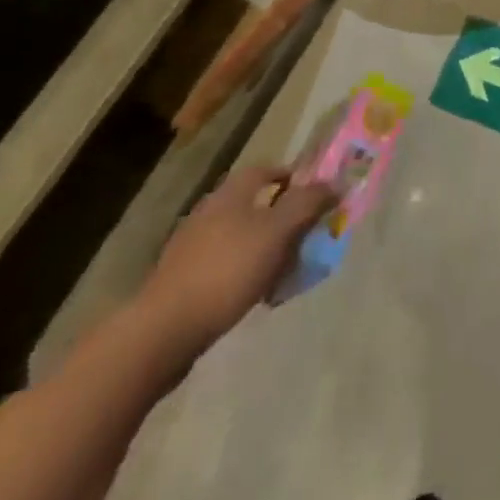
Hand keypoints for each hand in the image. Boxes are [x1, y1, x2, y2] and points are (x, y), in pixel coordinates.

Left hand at [135, 166, 337, 364]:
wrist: (164, 330)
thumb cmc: (228, 270)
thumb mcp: (278, 232)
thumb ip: (308, 204)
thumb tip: (335, 182)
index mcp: (231, 193)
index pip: (266, 169)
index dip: (292, 177)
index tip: (315, 195)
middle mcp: (209, 211)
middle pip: (254, 204)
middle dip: (282, 217)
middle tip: (305, 236)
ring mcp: (192, 246)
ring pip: (241, 235)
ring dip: (265, 247)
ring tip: (285, 270)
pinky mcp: (182, 278)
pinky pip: (225, 264)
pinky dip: (245, 270)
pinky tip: (255, 293)